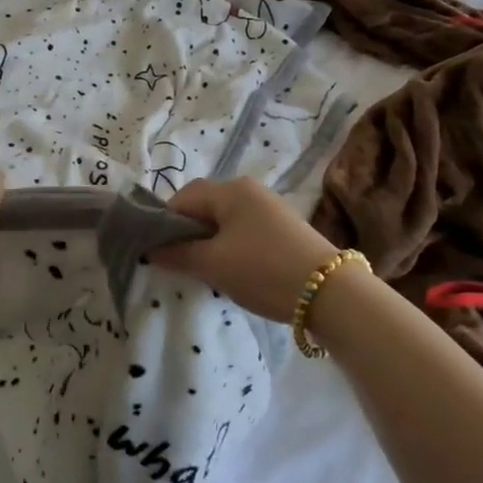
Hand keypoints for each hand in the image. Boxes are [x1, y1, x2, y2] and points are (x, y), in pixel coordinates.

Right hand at [148, 178, 340, 322]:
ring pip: (225, 220)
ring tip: (207, 271)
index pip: (183, 198)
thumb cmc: (264, 270)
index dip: (165, 224)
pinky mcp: (284, 228)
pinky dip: (231, 246)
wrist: (331, 293)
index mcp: (230, 190)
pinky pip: (244, 230)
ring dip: (210, 241)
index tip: (160, 254)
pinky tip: (235, 271)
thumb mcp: (213, 264)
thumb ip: (178, 253)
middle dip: (188, 233)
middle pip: (204, 206)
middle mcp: (249, 189)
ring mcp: (269, 208)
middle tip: (182, 263)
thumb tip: (150, 249)